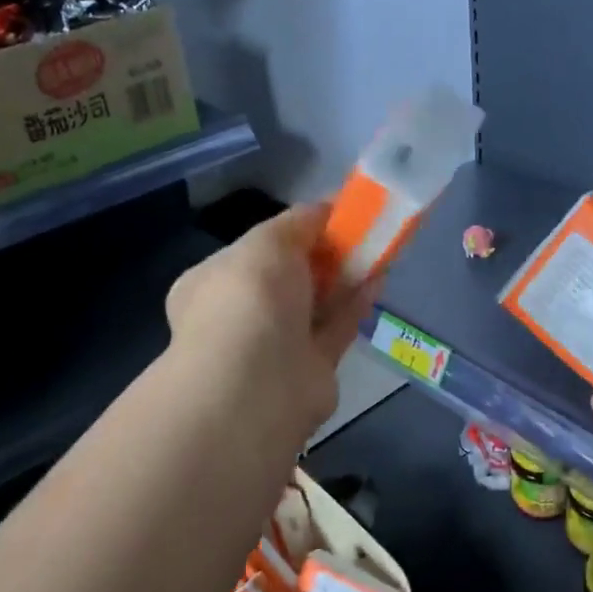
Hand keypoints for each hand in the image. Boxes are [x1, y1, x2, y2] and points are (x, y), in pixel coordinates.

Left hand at [165, 203, 378, 443]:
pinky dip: (356, 304)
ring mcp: (275, 345)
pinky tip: (379, 278)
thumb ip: (298, 222)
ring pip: (315, 304)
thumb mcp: (268, 242)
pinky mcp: (310, 369)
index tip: (329, 215)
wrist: (258, 383)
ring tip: (378, 248)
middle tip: (359, 230)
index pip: (254, 250)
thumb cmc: (249, 299)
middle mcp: (241, 315)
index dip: (293, 231)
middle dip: (322, 254)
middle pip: (288, 277)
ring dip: (344, 276)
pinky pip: (336, 328)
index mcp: (213, 282)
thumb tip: (325, 208)